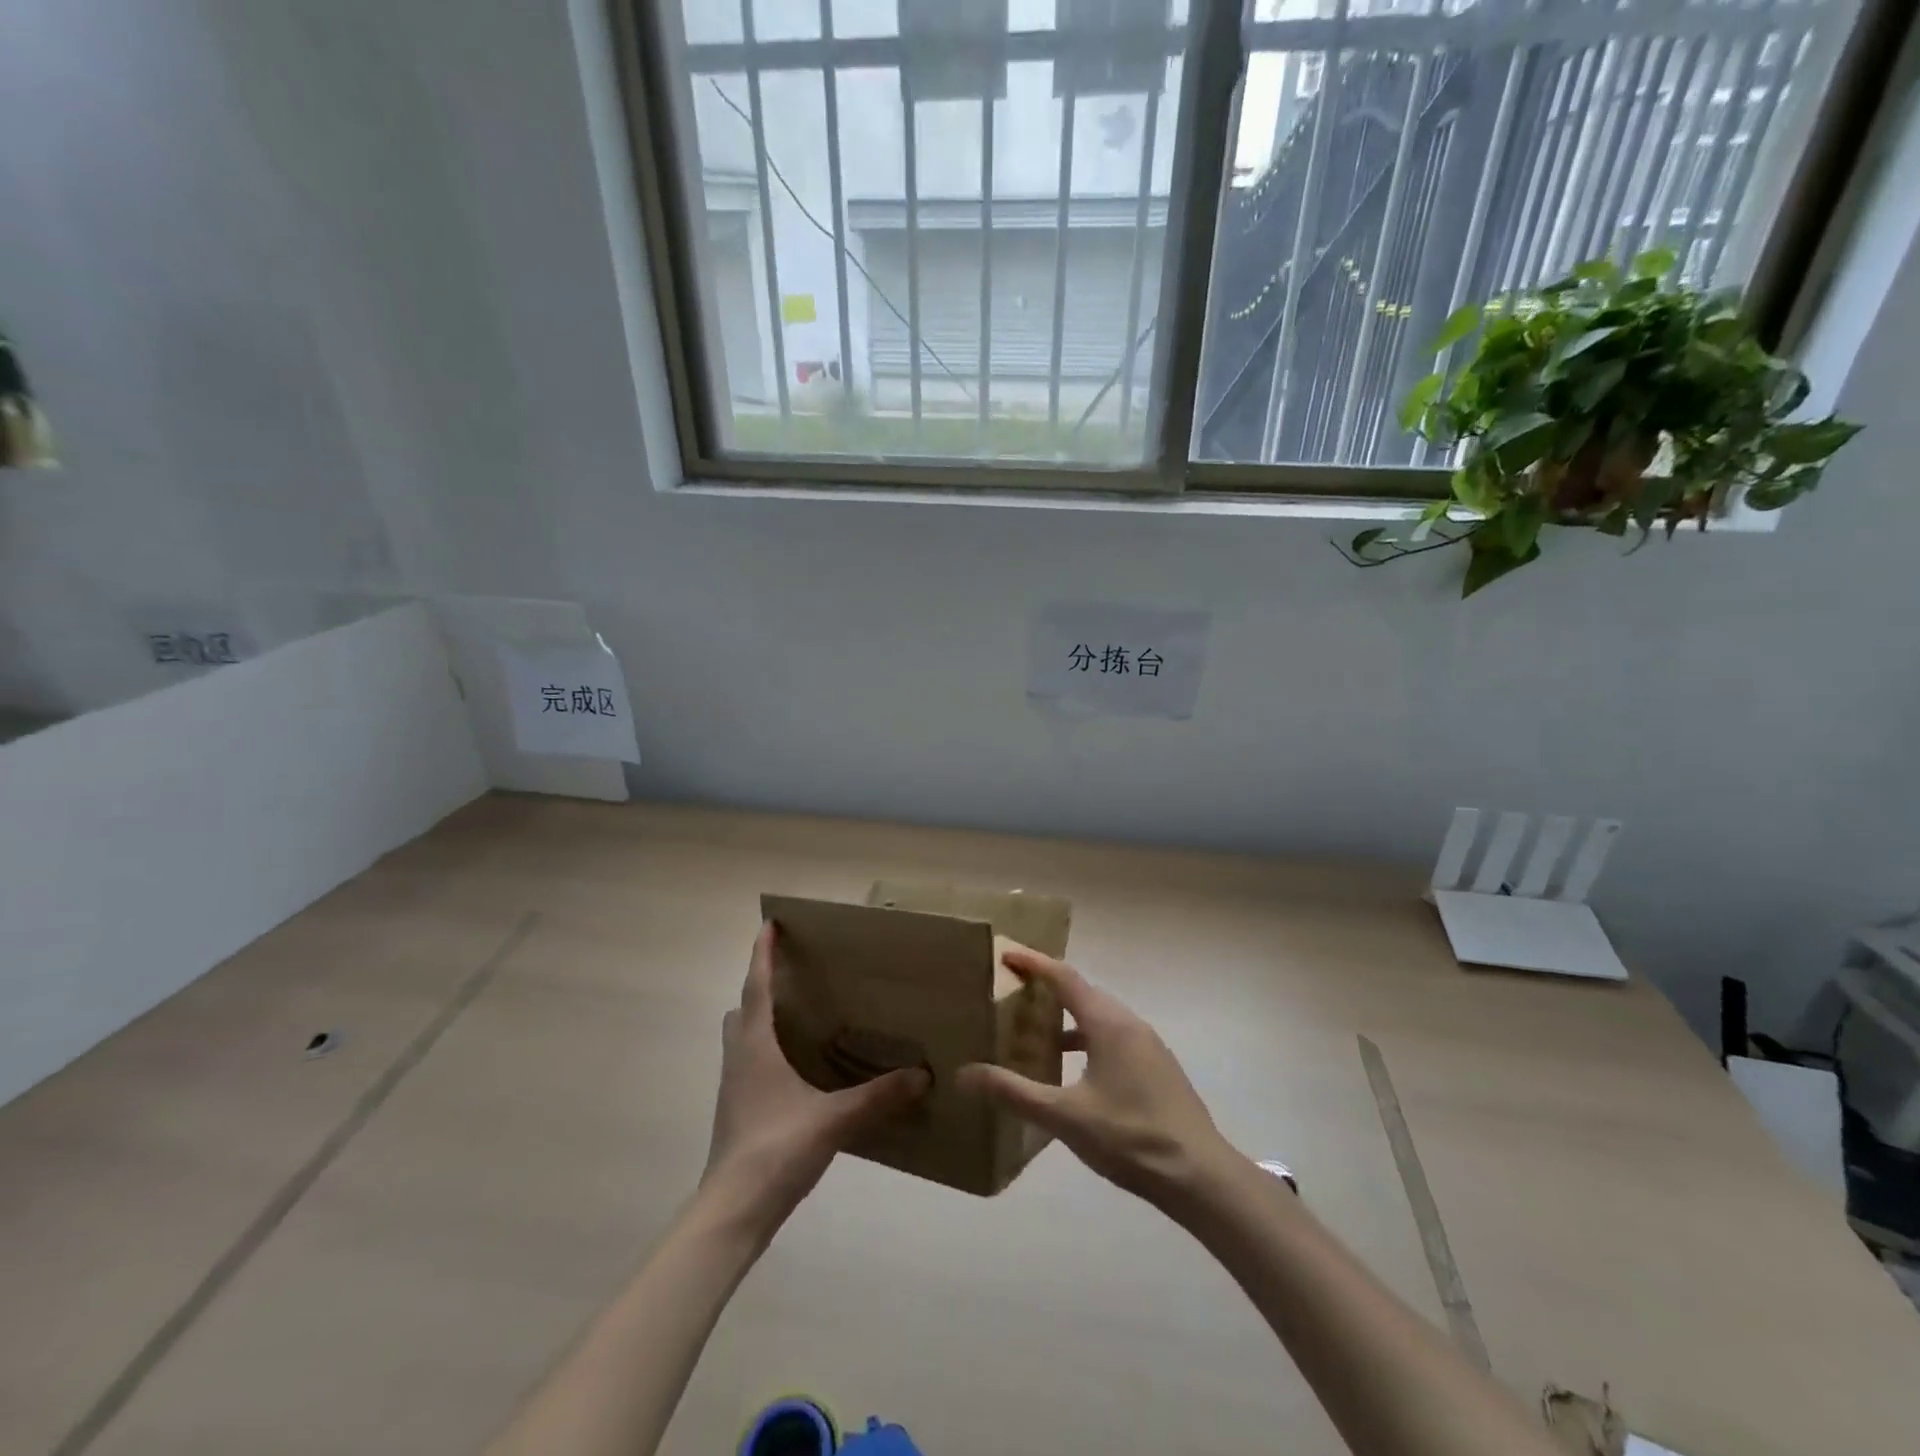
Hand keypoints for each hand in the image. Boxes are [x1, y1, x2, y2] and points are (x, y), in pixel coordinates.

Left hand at [702, 923, 928, 1231]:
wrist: (732, 1211)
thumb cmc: (775, 1149)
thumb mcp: (833, 1119)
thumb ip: (877, 1096)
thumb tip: (922, 1075)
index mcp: (755, 1046)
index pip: (756, 987)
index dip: (761, 954)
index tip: (768, 924)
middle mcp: (739, 1058)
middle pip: (742, 1009)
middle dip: (760, 987)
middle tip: (791, 976)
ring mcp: (734, 1087)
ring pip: (742, 1038)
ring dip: (760, 1020)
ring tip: (797, 1017)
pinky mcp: (738, 1112)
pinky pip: (749, 1064)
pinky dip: (766, 1051)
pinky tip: (796, 1069)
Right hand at [957, 948, 1235, 1206]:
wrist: (1200, 1176)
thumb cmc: (1130, 1137)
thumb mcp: (1065, 1117)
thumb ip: (1014, 1093)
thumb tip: (964, 1073)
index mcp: (1108, 1023)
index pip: (1065, 978)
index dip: (1034, 963)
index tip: (1006, 954)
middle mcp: (1129, 1024)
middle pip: (1083, 992)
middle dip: (1048, 987)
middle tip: (1014, 991)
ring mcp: (1148, 1046)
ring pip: (1100, 1017)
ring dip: (1068, 1017)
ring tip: (1036, 1032)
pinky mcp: (1157, 1069)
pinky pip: (1113, 1038)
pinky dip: (1087, 1039)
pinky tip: (1073, 1072)